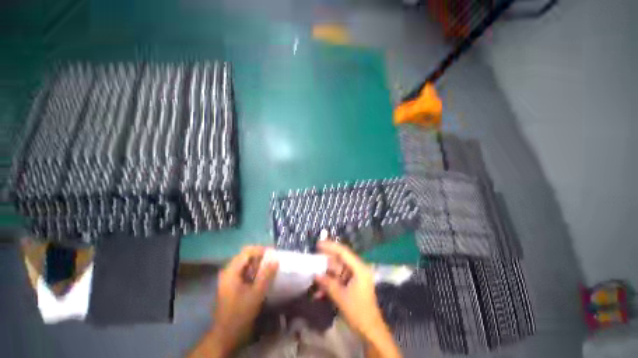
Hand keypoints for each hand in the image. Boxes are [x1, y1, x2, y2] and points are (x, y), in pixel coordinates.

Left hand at [190, 246, 277, 357]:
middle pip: (246, 256)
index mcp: (231, 271)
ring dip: (258, 264)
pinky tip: (261, 278)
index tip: (274, 254)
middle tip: (273, 261)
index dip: (261, 250)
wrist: (225, 335)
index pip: (247, 251)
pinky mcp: (231, 285)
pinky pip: (244, 272)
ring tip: (269, 268)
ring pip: (245, 264)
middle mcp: (228, 271)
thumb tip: (275, 258)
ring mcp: (228, 278)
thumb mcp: (256, 294)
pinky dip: (254, 271)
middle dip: (260, 257)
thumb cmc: (240, 314)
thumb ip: (266, 274)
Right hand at [314, 240, 383, 336]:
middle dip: (326, 260)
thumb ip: (328, 284)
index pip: (343, 252)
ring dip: (326, 274)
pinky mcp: (351, 284)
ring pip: (337, 270)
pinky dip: (330, 283)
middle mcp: (357, 269)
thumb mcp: (341, 297)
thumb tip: (315, 274)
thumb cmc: (358, 312)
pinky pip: (338, 279)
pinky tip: (319, 292)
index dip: (330, 246)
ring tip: (313, 275)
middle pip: (340, 259)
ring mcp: (355, 277)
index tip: (318, 244)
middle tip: (313, 259)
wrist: (370, 331)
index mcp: (359, 268)